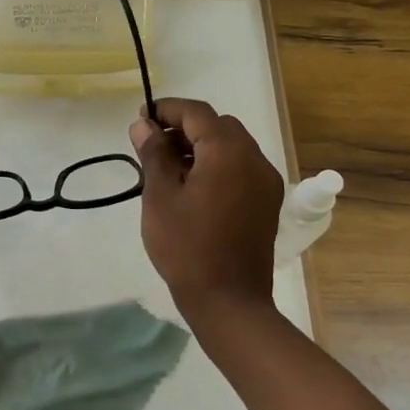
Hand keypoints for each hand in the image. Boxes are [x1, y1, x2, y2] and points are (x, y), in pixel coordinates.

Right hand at [129, 98, 284, 322]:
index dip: (167, 109)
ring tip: (170, 168)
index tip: (141, 118)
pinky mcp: (267, 202)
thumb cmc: (186, 246)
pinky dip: (218, 164)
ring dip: (202, 146)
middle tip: (154, 145)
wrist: (229, 300)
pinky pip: (241, 167)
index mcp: (227, 152)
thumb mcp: (160, 196)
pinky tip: (194, 188)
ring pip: (232, 146)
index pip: (197, 113)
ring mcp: (266, 181)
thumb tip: (144, 124)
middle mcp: (254, 158)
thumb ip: (153, 154)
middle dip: (185, 127)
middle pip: (218, 125)